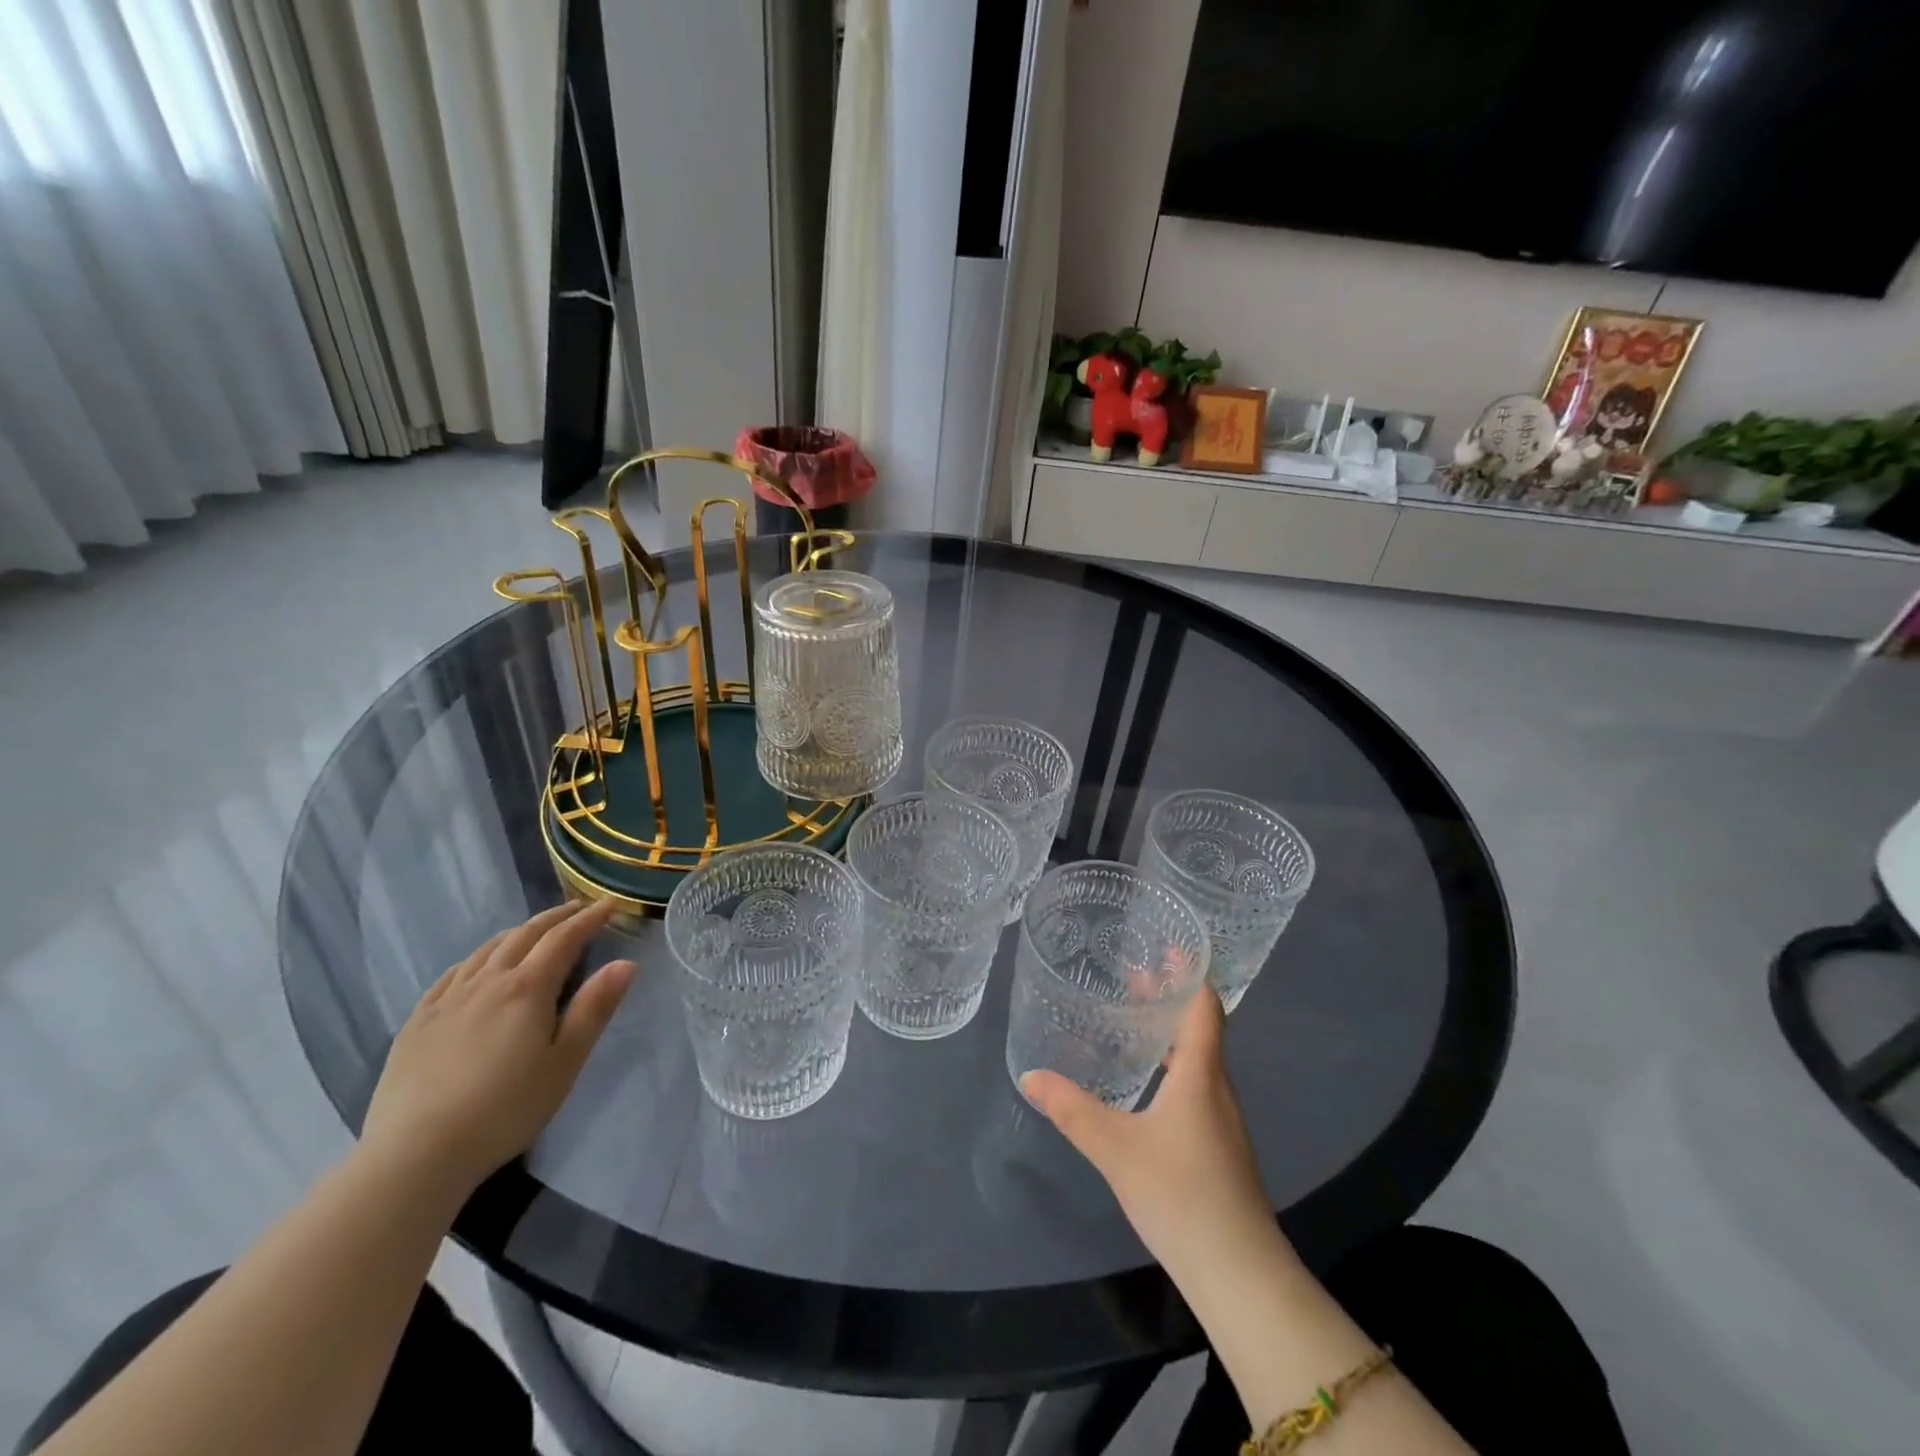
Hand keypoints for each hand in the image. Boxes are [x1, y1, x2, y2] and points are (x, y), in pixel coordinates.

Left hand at [361, 900, 636, 1193]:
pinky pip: (453, 973)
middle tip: (578, 908)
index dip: (589, 918)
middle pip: (525, 935)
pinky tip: (478, 966)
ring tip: (535, 931)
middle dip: (556, 918)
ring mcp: (447, 999)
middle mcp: (488, 981)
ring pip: (487, 949)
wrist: (416, 1153)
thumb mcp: (565, 1062)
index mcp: (528, 988)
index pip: (564, 938)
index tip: (610, 904)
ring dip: (518, 932)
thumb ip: (594, 1009)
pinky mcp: (418, 1020)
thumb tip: (626, 963)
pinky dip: (477, 957)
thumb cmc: (506, 1109)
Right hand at [1022, 988, 1279, 1280]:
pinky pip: (1197, 1086)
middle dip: (1170, 998)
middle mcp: (1217, 1088)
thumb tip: (1030, 1075)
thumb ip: (1072, 1109)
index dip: (1190, 973)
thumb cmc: (1181, 1194)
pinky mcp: (1220, 1146)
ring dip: (1172, 1033)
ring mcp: (1223, 1120)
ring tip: (1134, 1021)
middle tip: (1133, 976)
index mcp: (1200, 1075)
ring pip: (1199, 1059)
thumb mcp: (1115, 1148)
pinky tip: (1147, 1084)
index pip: (1205, 1007)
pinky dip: (1174, 1065)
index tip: (1169, 945)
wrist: (1239, 1273)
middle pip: (1201, 1027)